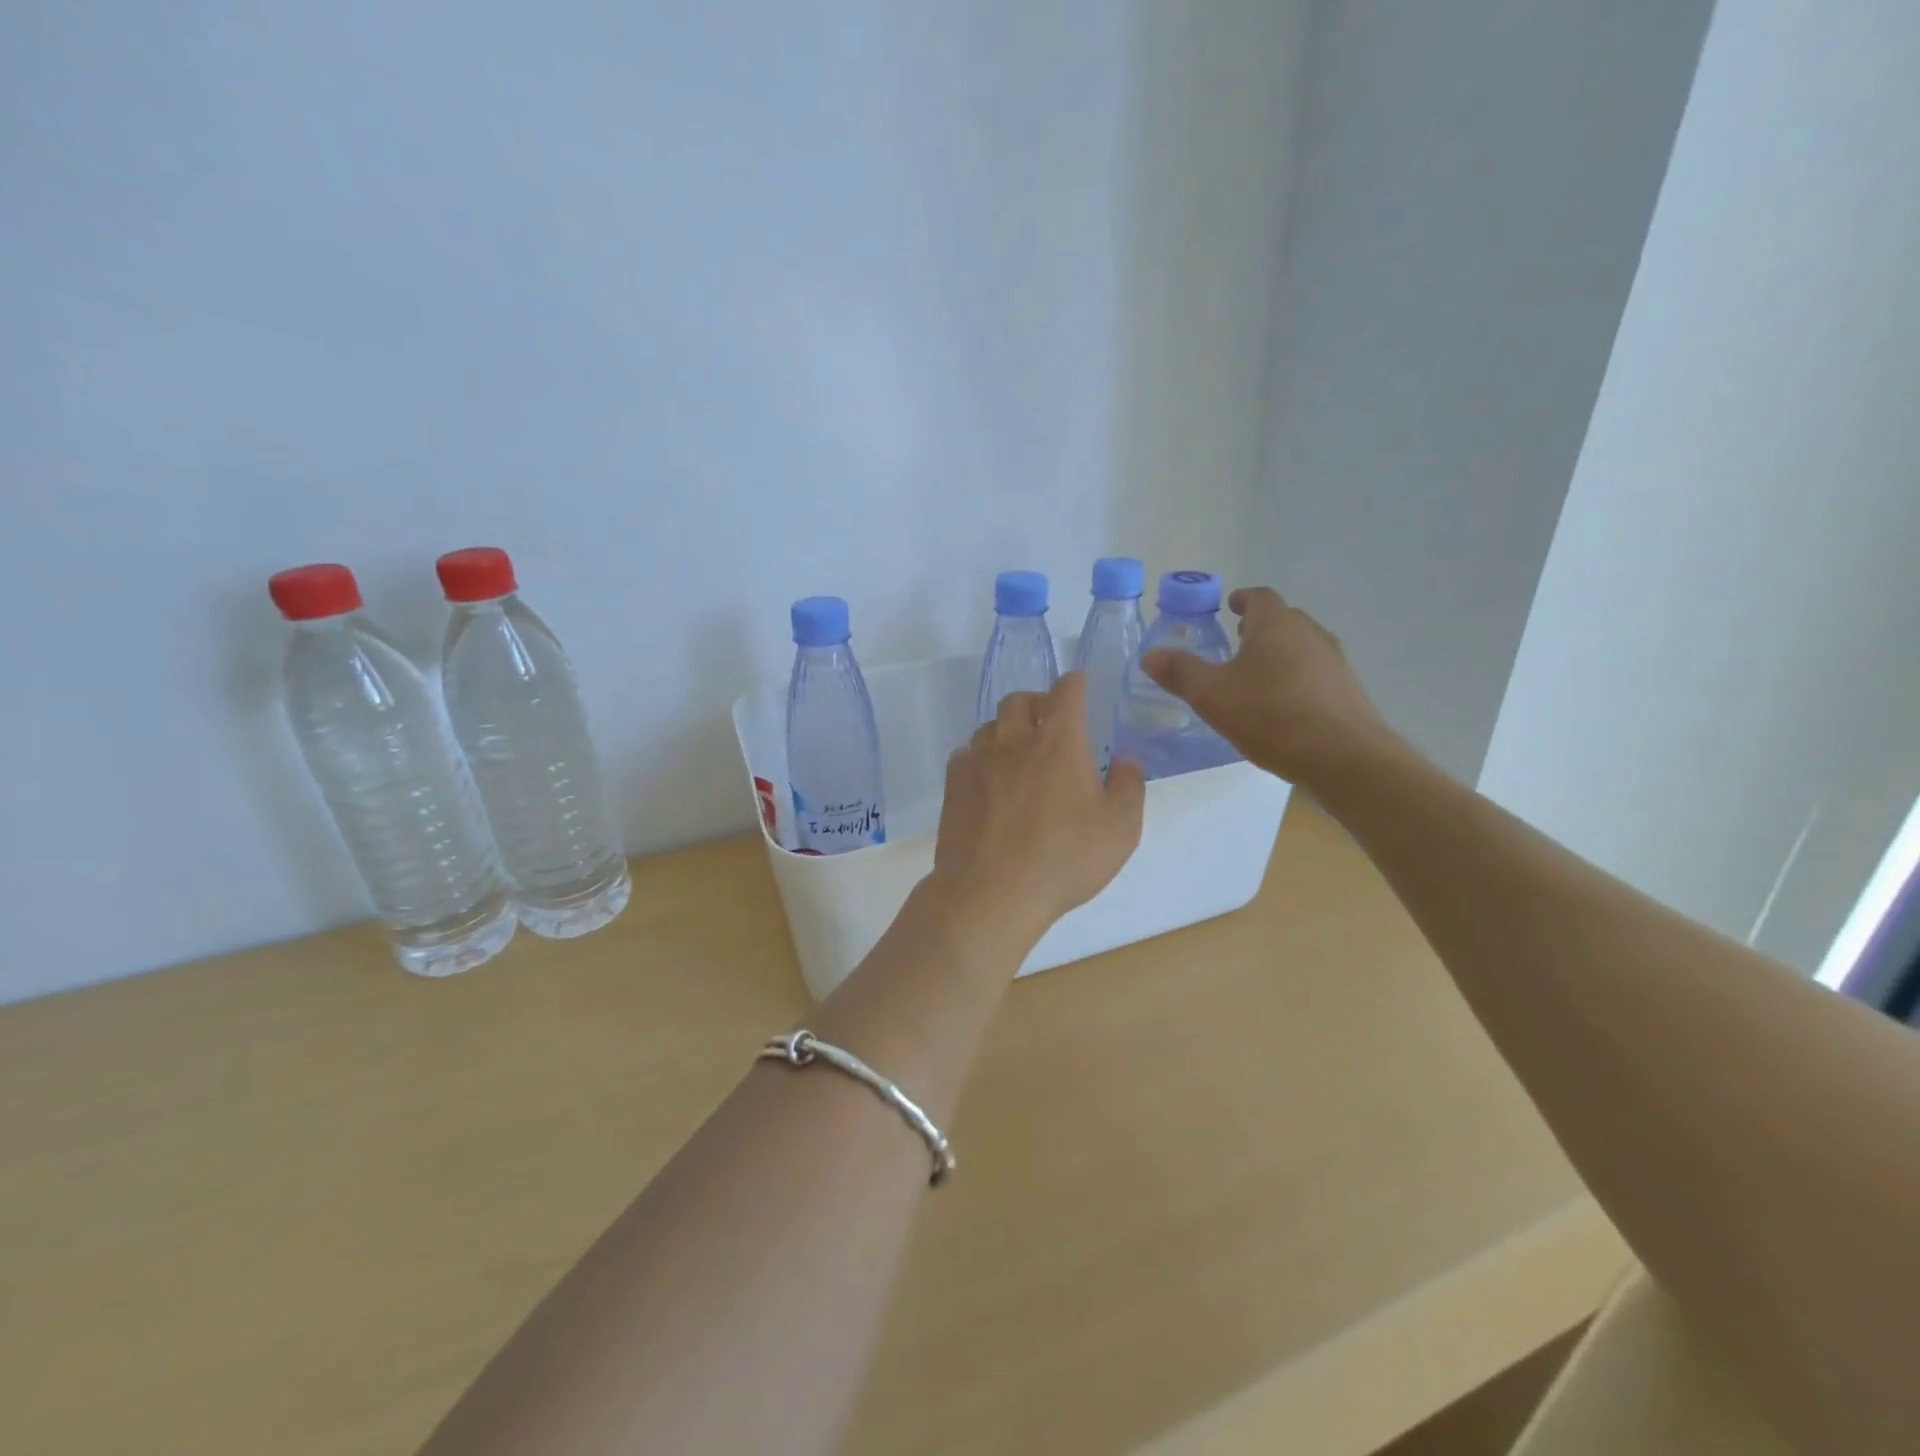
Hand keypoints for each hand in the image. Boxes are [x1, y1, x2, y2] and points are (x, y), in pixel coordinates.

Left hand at [929, 672, 1146, 939]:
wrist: (991, 892)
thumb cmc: (1064, 858)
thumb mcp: (1119, 829)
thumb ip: (1128, 787)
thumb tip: (1125, 761)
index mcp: (1059, 741)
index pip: (1067, 691)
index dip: (1075, 684)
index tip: (1080, 688)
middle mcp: (1014, 740)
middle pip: (1018, 699)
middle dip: (1036, 703)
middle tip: (1050, 725)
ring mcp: (978, 761)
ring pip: (989, 726)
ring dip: (1007, 731)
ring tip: (1019, 757)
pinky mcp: (953, 785)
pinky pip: (965, 755)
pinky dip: (980, 758)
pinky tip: (989, 782)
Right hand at [1142, 586, 1395, 787]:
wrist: (1343, 757)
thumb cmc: (1271, 716)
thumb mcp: (1212, 696)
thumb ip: (1180, 672)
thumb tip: (1151, 655)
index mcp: (1275, 625)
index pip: (1259, 597)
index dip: (1242, 599)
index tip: (1230, 606)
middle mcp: (1309, 633)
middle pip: (1283, 619)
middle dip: (1259, 627)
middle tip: (1236, 643)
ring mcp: (1334, 661)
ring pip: (1301, 646)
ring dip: (1279, 653)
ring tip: (1256, 677)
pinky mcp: (1347, 689)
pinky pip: (1315, 672)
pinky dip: (1296, 678)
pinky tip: (1282, 706)